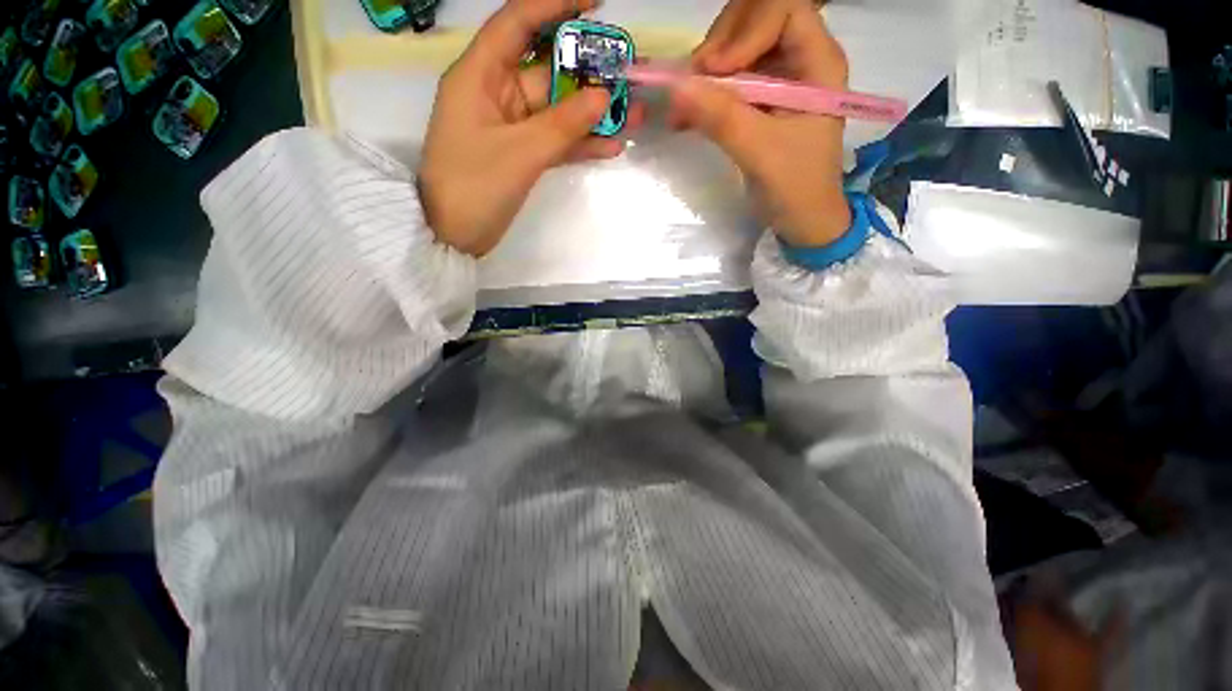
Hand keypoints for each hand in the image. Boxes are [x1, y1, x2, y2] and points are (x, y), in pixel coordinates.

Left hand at [418, 0, 644, 256]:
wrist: (454, 236)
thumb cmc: (474, 187)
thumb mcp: (520, 153)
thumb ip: (563, 125)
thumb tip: (602, 96)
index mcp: (481, 76)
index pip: (518, 23)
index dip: (555, 6)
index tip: (595, 2)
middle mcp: (497, 93)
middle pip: (548, 70)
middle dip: (589, 71)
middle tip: (631, 72)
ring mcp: (512, 127)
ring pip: (558, 110)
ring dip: (592, 113)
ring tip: (634, 113)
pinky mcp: (522, 155)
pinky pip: (556, 141)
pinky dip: (581, 144)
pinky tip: (611, 146)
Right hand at [671, 0, 850, 247]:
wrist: (801, 221)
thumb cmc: (794, 188)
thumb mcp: (759, 152)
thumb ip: (720, 117)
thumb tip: (675, 87)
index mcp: (817, 62)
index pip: (782, 9)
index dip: (744, 31)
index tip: (714, 71)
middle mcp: (800, 60)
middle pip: (755, 20)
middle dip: (719, 46)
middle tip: (693, 82)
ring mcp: (778, 80)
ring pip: (736, 50)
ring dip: (705, 73)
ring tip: (681, 106)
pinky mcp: (760, 103)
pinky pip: (728, 82)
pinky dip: (704, 94)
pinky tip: (684, 117)